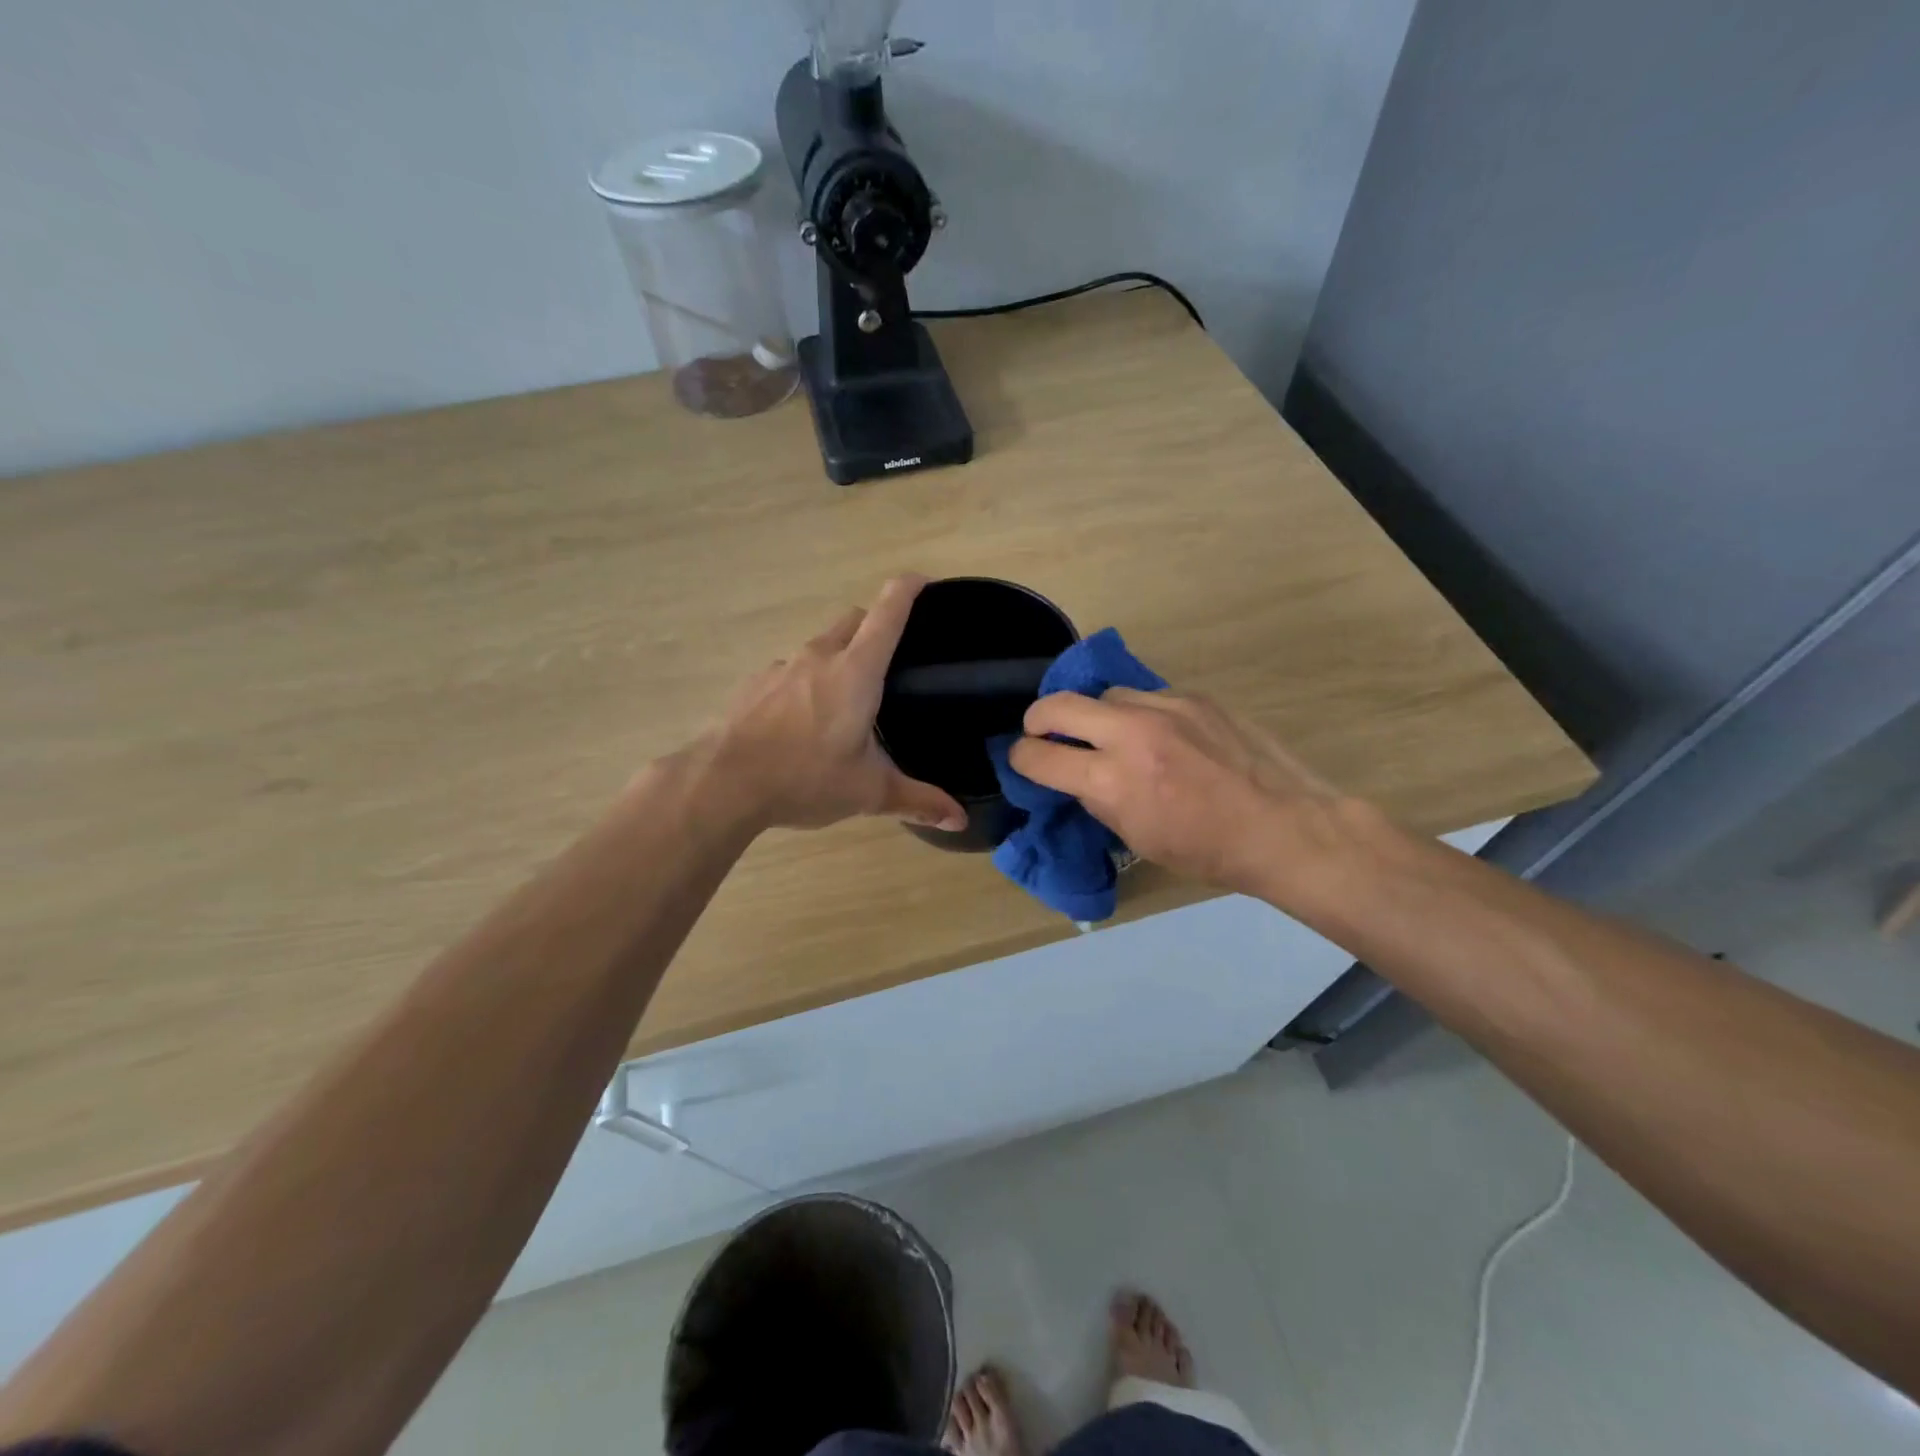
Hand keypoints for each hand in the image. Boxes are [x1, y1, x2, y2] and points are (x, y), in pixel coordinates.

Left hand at [703, 576, 967, 833]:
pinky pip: (791, 670)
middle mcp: (819, 656)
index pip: (888, 612)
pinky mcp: (755, 684)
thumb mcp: (868, 792)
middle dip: (875, 626)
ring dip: (839, 657)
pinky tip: (803, 721)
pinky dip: (806, 682)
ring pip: (820, 645)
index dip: (910, 589)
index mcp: (856, 671)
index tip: (925, 582)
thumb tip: (959, 819)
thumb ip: (917, 800)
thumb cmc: (805, 778)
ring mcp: (782, 666)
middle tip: (892, 659)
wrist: (724, 783)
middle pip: (854, 620)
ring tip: (846, 700)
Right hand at [1008, 688, 1360, 897]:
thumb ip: (1099, 800)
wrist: (1284, 825)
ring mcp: (1165, 708)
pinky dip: (1138, 714)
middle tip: (1041, 731)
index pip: (1040, 757)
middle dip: (1038, 718)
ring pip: (1105, 694)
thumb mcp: (1138, 837)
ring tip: (1108, 735)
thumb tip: (1078, 777)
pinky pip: (1147, 697)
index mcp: (1113, 781)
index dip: (1021, 758)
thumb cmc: (1208, 850)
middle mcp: (1132, 735)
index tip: (1022, 759)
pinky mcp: (1194, 697)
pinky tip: (1157, 735)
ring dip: (1094, 715)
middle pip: (1058, 704)